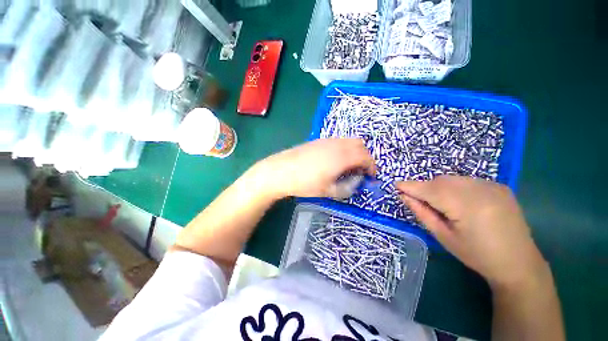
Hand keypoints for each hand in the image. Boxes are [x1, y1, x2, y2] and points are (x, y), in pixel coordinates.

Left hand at [256, 139, 374, 198]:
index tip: (370, 176)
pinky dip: (345, 148)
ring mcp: (328, 140)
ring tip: (349, 166)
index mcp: (342, 157)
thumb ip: (347, 188)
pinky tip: (336, 160)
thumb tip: (356, 183)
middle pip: (360, 145)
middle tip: (360, 170)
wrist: (281, 170)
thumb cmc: (305, 183)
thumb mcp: (328, 191)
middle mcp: (337, 145)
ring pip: (349, 141)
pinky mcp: (319, 140)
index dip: (372, 166)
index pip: (366, 157)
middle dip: (365, 157)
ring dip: (355, 151)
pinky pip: (339, 141)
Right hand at [396, 176, 547, 288]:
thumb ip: (422, 213)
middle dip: (425, 188)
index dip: (410, 186)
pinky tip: (459, 201)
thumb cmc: (477, 255)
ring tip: (440, 203)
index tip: (396, 185)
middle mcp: (480, 190)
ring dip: (439, 187)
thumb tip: (404, 196)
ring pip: (452, 179)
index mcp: (466, 206)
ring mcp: (492, 185)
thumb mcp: (443, 237)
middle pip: (440, 181)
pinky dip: (455, 187)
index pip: (429, 190)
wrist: (519, 263)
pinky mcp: (499, 186)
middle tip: (419, 200)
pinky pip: (467, 180)